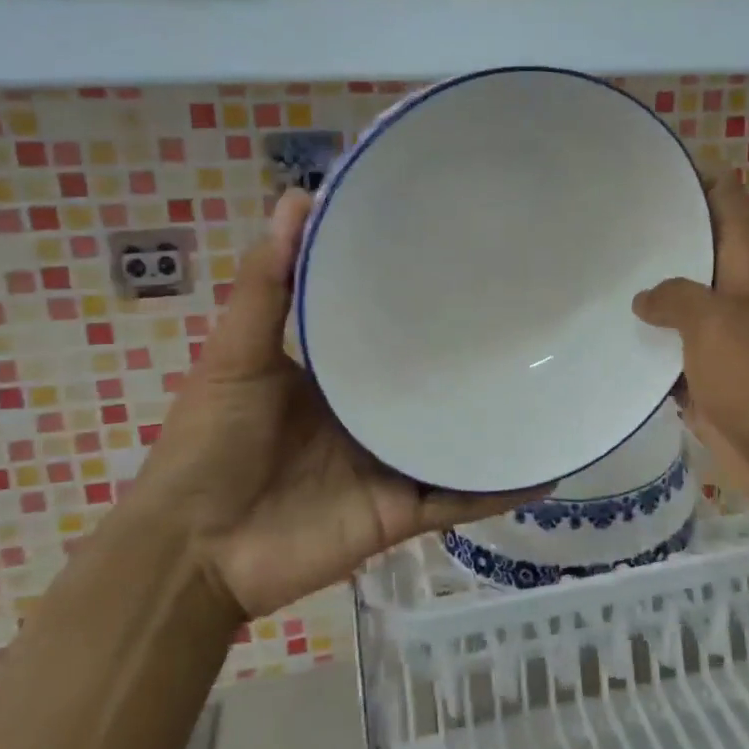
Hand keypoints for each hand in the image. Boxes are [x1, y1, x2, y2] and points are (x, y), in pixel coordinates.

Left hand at [129, 191, 536, 618]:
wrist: (194, 550)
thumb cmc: (210, 443)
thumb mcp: (237, 353)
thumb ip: (267, 283)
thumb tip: (298, 198)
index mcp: (339, 376)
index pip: (393, 331)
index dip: (426, 300)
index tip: (471, 258)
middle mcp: (373, 415)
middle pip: (433, 384)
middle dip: (474, 358)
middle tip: (530, 316)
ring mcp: (392, 465)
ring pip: (456, 436)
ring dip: (498, 418)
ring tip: (554, 382)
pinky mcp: (403, 511)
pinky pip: (461, 497)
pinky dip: (499, 485)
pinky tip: (546, 463)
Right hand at [633, 168, 748, 513]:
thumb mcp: (716, 323)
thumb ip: (676, 297)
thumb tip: (646, 298)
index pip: (726, 198)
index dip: (695, 174)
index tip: (647, 164)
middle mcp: (737, 291)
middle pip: (696, 247)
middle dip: (657, 232)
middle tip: (602, 218)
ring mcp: (722, 335)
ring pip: (679, 300)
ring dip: (646, 291)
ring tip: (593, 270)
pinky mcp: (707, 375)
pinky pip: (670, 349)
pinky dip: (646, 343)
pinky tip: (605, 334)